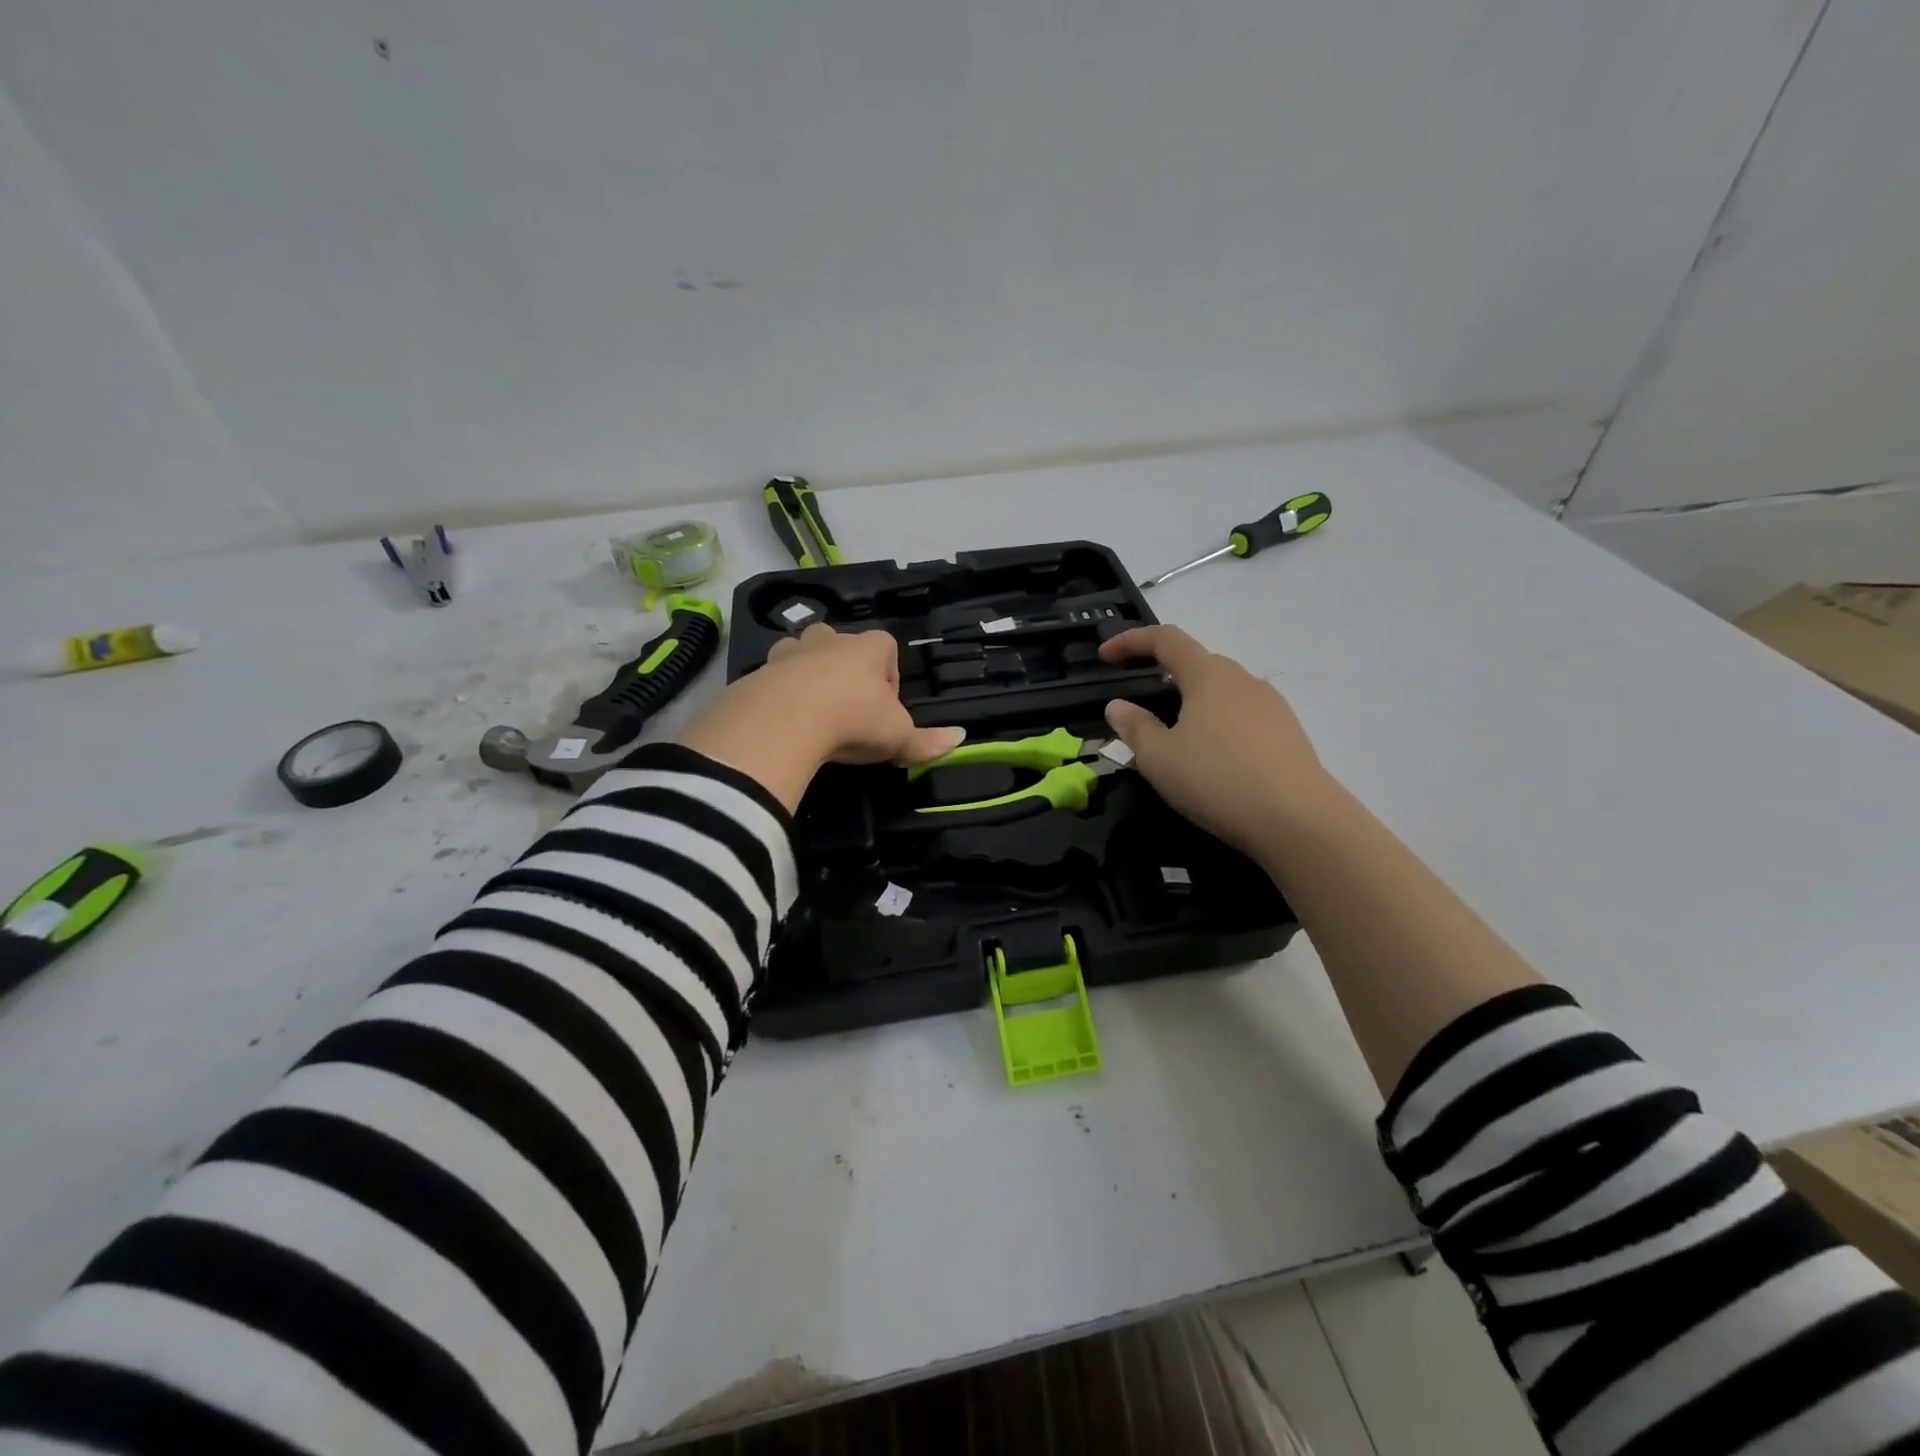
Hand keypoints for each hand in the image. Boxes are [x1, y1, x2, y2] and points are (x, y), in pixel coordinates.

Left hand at [680, 625, 964, 810]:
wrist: (785, 720)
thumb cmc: (853, 719)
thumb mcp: (897, 737)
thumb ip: (927, 740)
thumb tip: (961, 738)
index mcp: (867, 647)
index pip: (886, 646)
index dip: (888, 675)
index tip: (884, 708)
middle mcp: (829, 640)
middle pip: (841, 643)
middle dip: (845, 669)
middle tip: (848, 707)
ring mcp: (790, 652)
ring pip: (802, 653)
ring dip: (809, 675)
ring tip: (813, 712)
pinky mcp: (759, 672)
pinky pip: (773, 677)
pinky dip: (779, 694)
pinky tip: (785, 723)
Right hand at [1098, 625, 1331, 855]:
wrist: (1298, 820)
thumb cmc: (1217, 780)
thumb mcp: (1159, 758)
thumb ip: (1134, 727)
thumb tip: (1118, 706)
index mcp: (1208, 676)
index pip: (1166, 639)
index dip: (1131, 641)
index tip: (1105, 656)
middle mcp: (1242, 680)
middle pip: (1197, 662)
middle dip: (1163, 673)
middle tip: (1140, 703)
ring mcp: (1271, 705)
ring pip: (1222, 690)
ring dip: (1192, 701)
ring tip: (1175, 735)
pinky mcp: (1287, 732)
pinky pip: (1241, 713)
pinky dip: (1217, 721)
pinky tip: (1212, 756)